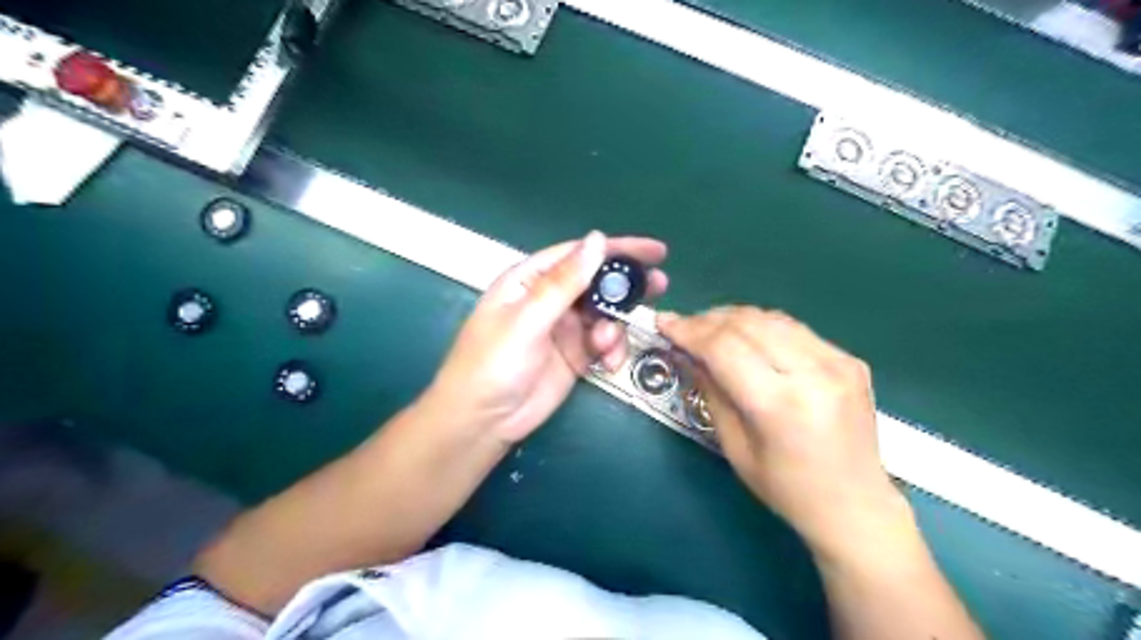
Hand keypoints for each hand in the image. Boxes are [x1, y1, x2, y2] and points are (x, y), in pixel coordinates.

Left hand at [433, 232, 670, 446]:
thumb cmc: (494, 363)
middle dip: (626, 285)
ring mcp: (564, 328)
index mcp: (530, 280)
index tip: (655, 251)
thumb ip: (564, 282)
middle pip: (596, 282)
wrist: (483, 421)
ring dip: (615, 326)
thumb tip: (597, 239)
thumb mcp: (528, 319)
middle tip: (659, 285)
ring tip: (607, 345)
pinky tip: (607, 364)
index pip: (579, 255)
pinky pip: (604, 343)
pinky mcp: (575, 355)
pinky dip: (612, 350)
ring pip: (604, 314)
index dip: (617, 249)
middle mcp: (549, 299)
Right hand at [656, 309, 915, 562]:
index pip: (725, 347)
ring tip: (710, 328)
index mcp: (780, 405)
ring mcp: (838, 362)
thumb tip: (689, 353)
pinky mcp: (850, 360)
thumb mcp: (735, 448)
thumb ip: (712, 392)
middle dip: (708, 319)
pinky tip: (747, 338)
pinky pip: (794, 329)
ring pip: (772, 318)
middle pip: (748, 323)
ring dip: (734, 317)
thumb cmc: (787, 490)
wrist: (857, 507)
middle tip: (684, 326)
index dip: (689, 331)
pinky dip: (763, 327)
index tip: (664, 323)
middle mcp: (813, 374)